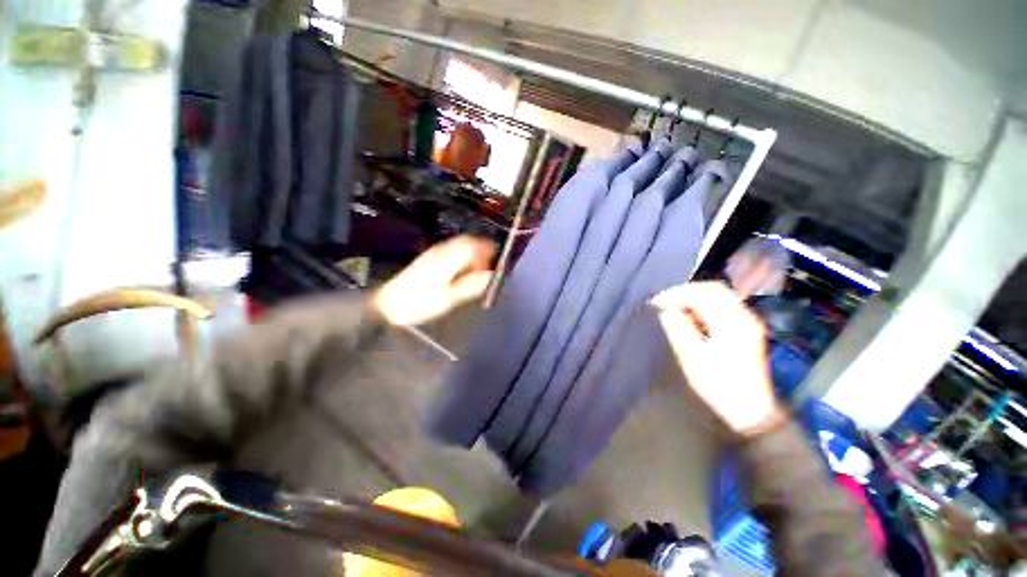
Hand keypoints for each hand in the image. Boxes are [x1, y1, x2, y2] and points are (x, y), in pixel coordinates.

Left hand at [373, 236, 494, 326]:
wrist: (389, 306)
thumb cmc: (420, 304)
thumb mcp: (450, 298)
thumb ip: (471, 285)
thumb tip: (490, 276)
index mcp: (448, 259)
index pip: (473, 245)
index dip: (487, 250)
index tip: (496, 260)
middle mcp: (441, 251)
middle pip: (466, 241)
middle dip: (481, 249)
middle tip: (488, 264)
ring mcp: (433, 253)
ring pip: (458, 244)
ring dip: (471, 252)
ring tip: (477, 268)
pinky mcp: (428, 258)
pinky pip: (451, 249)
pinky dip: (462, 255)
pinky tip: (462, 268)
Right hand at [651, 282, 784, 436]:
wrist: (750, 410)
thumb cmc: (719, 385)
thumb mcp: (693, 357)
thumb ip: (679, 328)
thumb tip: (667, 310)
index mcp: (732, 322)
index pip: (703, 293)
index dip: (677, 293)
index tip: (656, 302)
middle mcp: (743, 316)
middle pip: (714, 289)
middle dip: (686, 292)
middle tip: (665, 302)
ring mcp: (747, 323)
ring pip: (719, 297)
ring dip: (695, 299)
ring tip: (674, 309)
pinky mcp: (746, 330)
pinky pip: (722, 307)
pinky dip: (703, 307)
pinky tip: (691, 319)